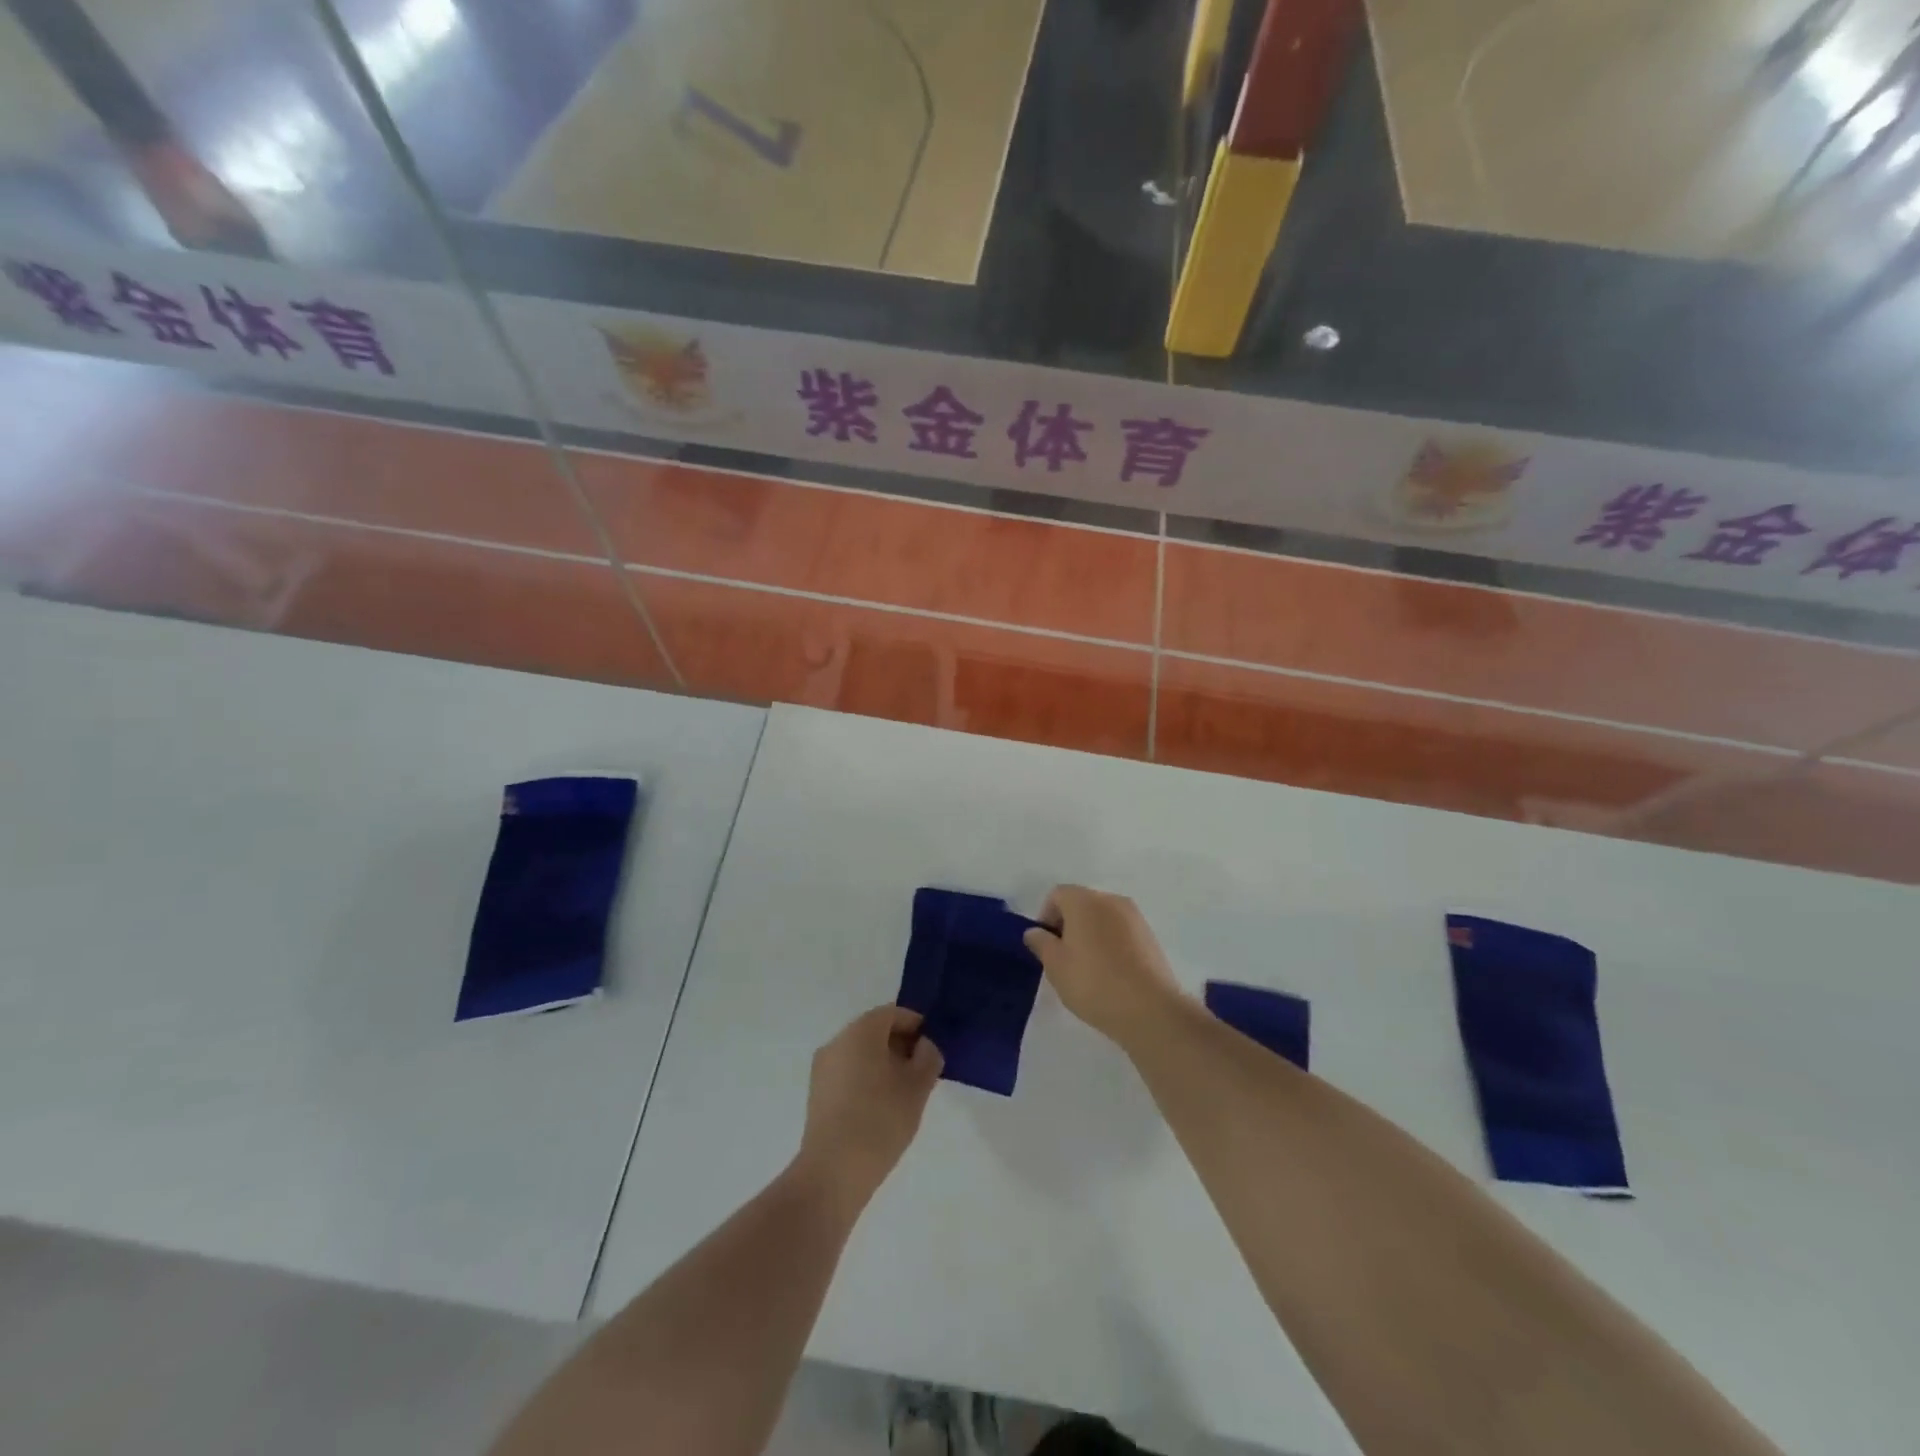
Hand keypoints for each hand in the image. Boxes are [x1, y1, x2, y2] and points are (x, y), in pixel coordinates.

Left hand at [795, 1005, 942, 1212]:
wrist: (834, 1172)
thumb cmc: (881, 1119)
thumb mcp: (918, 1086)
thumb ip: (928, 1058)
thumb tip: (924, 1046)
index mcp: (861, 1031)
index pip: (893, 1014)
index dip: (917, 1026)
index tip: (933, 1048)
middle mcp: (837, 1041)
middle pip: (874, 1031)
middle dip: (901, 1045)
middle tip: (923, 1071)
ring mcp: (823, 1068)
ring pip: (860, 1054)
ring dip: (884, 1064)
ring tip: (905, 1093)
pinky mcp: (817, 1094)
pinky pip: (848, 1073)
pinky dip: (867, 1079)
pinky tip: (882, 1108)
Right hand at [1024, 885, 1183, 1047]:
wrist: (1150, 1009)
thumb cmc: (1094, 983)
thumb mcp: (1055, 966)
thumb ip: (1041, 943)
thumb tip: (1035, 932)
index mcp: (1085, 901)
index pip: (1057, 894)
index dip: (1045, 917)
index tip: (1045, 946)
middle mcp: (1111, 900)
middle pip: (1081, 903)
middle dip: (1068, 925)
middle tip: (1063, 958)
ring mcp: (1135, 917)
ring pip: (1102, 918)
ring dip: (1090, 934)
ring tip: (1087, 969)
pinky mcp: (1150, 937)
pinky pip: (1121, 932)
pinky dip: (1110, 944)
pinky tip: (1110, 973)